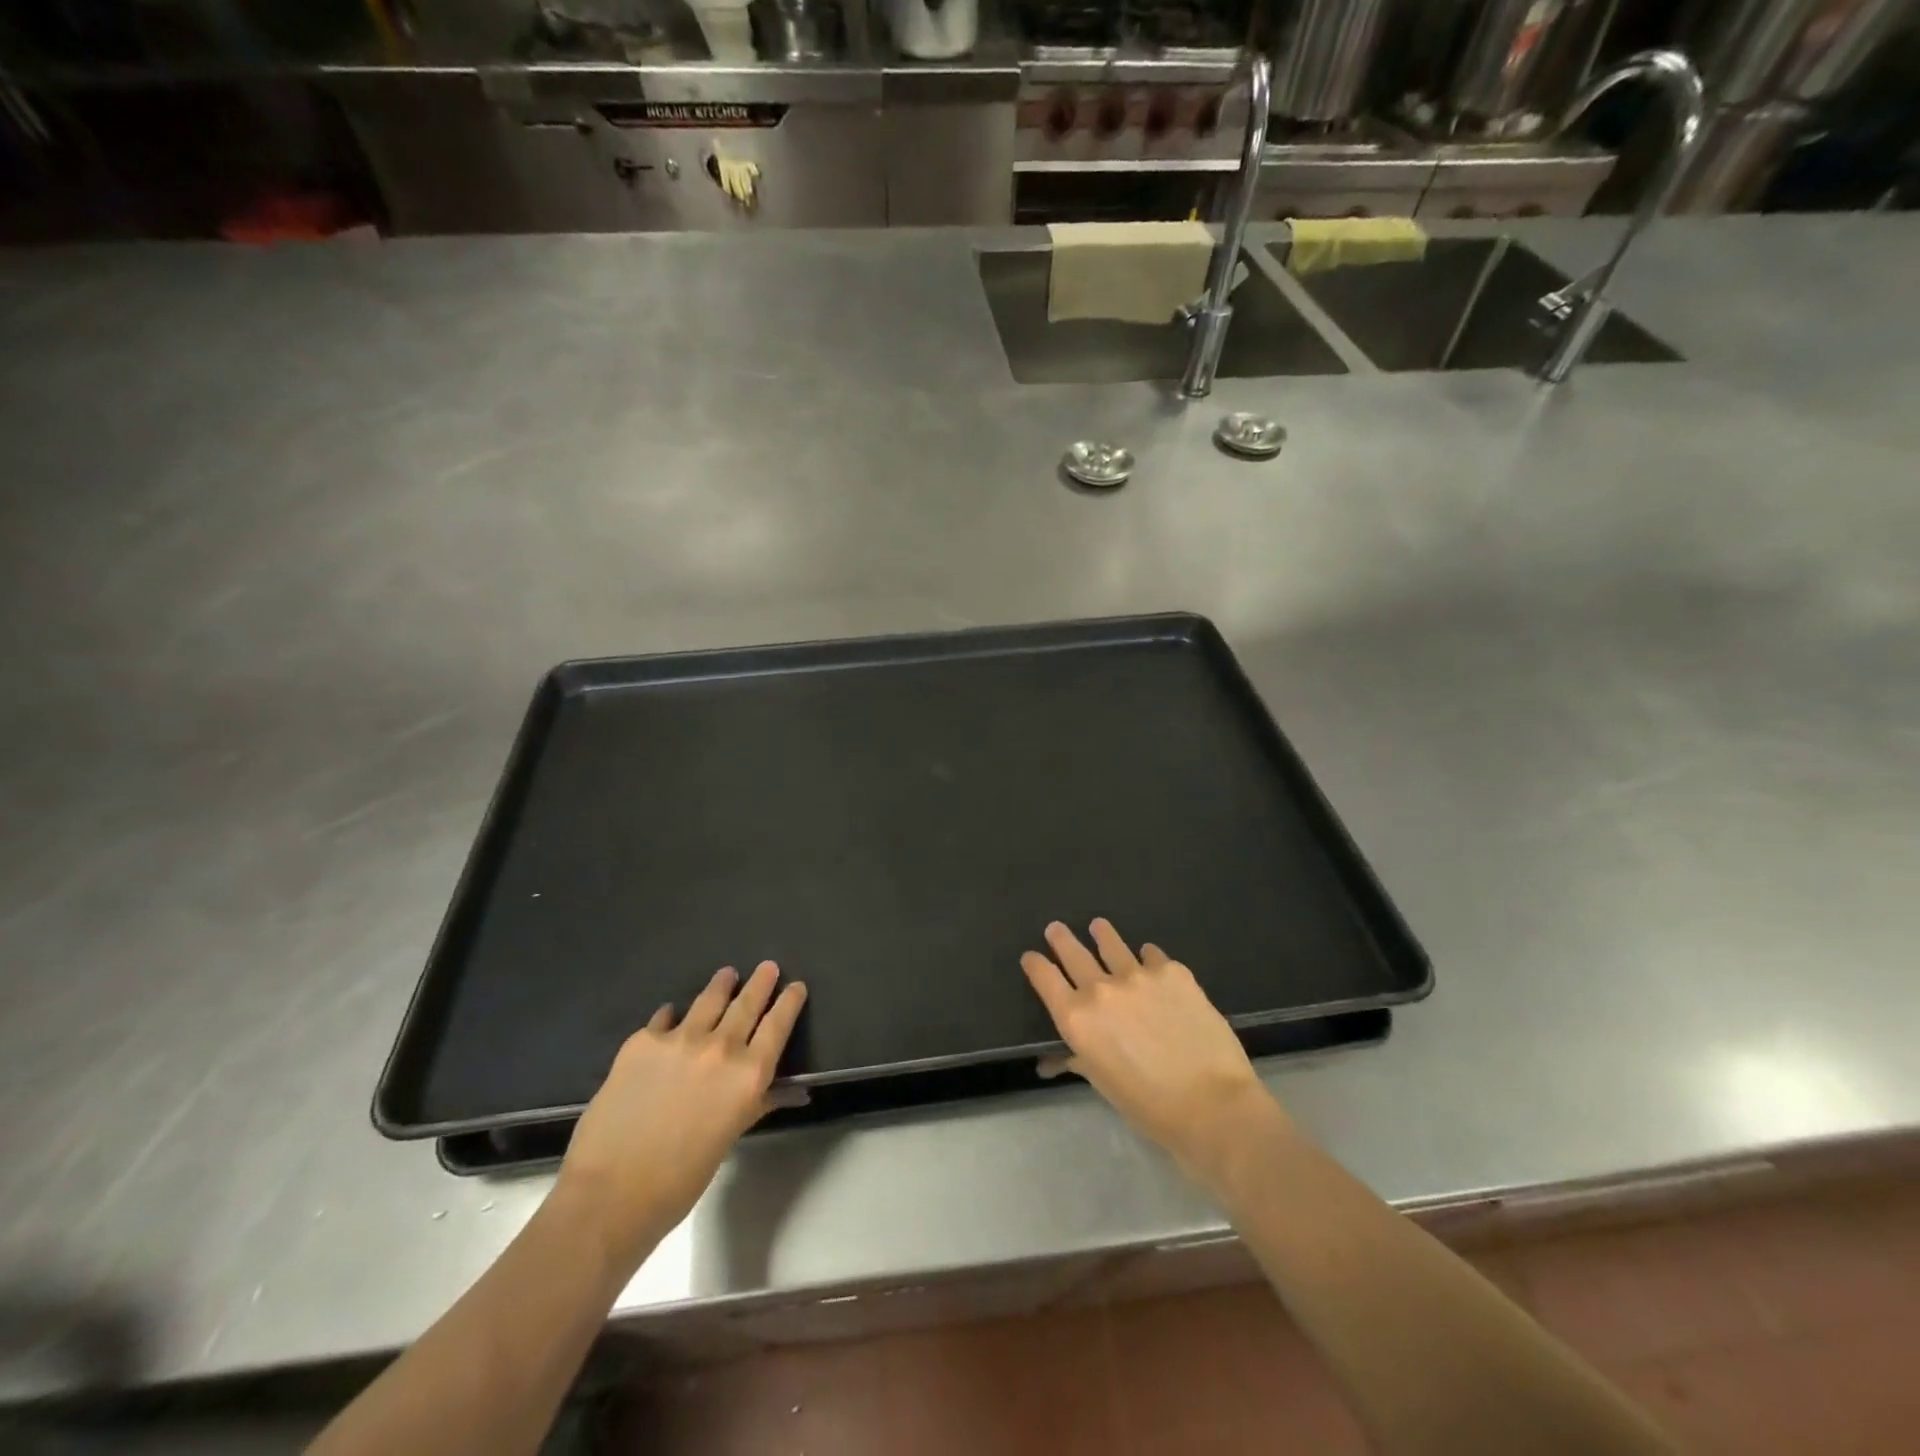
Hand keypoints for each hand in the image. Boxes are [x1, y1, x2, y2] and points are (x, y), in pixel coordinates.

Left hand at [555, 962, 805, 1270]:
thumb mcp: (730, 1136)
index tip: (796, 986)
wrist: (611, 1192)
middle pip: (747, 1004)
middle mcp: (721, 1047)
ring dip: (721, 985)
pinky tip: (671, 1014)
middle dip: (760, 983)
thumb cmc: (680, 1179)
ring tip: (726, 975)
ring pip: (708, 1000)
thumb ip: (757, 1102)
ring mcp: (680, 1039)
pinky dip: (673, 1015)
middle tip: (767, 966)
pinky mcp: (642, 1041)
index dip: (789, 1002)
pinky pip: (664, 1018)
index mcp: (749, 1075)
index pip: (778, 1025)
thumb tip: (791, 1092)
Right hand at [1021, 920, 1284, 1184]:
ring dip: (1101, 934)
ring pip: (1111, 943)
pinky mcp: (1172, 971)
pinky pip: (1151, 954)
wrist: (1212, 1105)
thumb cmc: (1149, 1107)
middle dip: (1060, 938)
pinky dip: (1146, 956)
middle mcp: (1100, 988)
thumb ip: (1076, 1059)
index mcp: (1076, 1018)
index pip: (1044, 977)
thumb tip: (1050, 1062)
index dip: (1035, 964)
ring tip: (1099, 926)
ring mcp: (1137, 974)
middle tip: (1056, 928)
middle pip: (1072, 951)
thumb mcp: (1102, 1083)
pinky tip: (1150, 960)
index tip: (1032, 957)